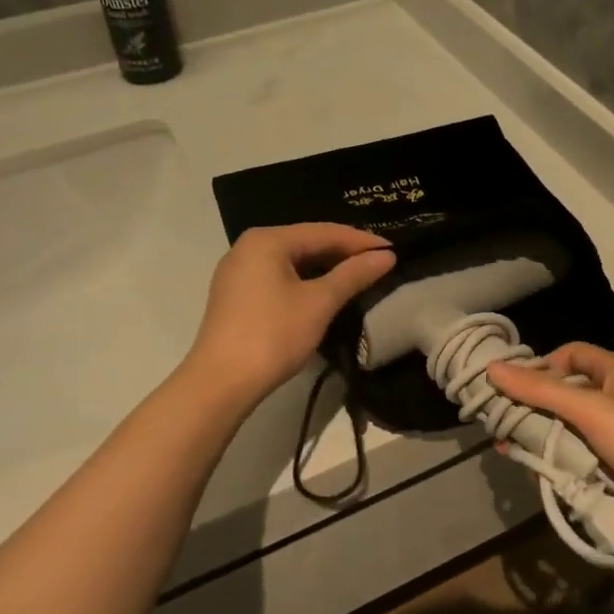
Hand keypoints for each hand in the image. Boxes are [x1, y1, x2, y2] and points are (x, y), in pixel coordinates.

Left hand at [185, 224, 396, 405]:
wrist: (220, 382)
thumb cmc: (273, 335)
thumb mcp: (319, 303)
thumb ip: (353, 275)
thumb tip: (386, 256)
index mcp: (267, 240)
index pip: (324, 231)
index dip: (361, 241)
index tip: (393, 251)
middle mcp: (248, 246)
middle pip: (306, 242)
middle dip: (343, 253)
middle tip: (379, 264)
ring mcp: (238, 271)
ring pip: (292, 261)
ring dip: (325, 269)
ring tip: (358, 278)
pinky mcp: (236, 294)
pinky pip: (278, 277)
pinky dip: (304, 282)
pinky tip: (324, 293)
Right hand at [486, 343, 613, 541]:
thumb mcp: (589, 410)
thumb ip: (540, 391)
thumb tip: (492, 369)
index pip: (572, 354)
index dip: (544, 364)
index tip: (517, 384)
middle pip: (565, 393)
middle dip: (533, 407)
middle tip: (502, 422)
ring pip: (567, 428)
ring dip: (540, 438)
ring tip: (511, 450)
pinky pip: (577, 456)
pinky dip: (556, 462)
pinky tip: (537, 471)